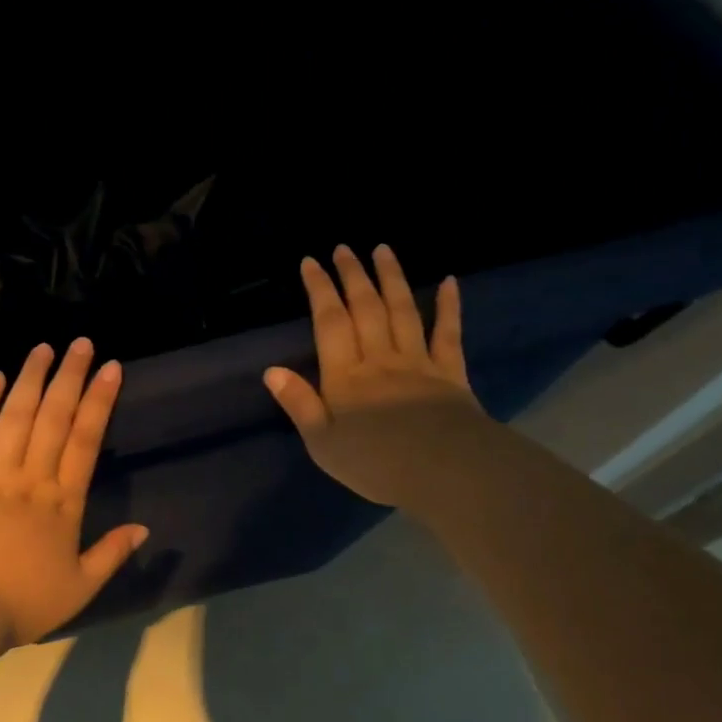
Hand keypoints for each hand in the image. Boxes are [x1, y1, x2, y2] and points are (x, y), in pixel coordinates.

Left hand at [0, 338, 148, 644]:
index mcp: (63, 501)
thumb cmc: (22, 603)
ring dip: (31, 379)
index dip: (99, 400)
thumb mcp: (79, 588)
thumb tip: (145, 528)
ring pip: (16, 415)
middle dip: (70, 376)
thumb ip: (112, 554)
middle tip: (81, 343)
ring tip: (43, 348)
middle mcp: (31, 477)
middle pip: (54, 417)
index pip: (86, 439)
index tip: (110, 368)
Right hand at [264, 244, 481, 507]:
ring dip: (391, 278)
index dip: (320, 289)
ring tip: (382, 250)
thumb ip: (299, 404)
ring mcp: (418, 362)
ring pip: (402, 311)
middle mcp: (380, 359)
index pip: (330, 322)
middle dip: (353, 275)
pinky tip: (449, 282)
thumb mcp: (323, 444)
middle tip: (344, 248)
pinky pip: (448, 333)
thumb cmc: (377, 463)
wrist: (447, 473)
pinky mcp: (451, 373)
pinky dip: (449, 306)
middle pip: (366, 308)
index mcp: (346, 376)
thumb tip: (271, 371)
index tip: (311, 262)